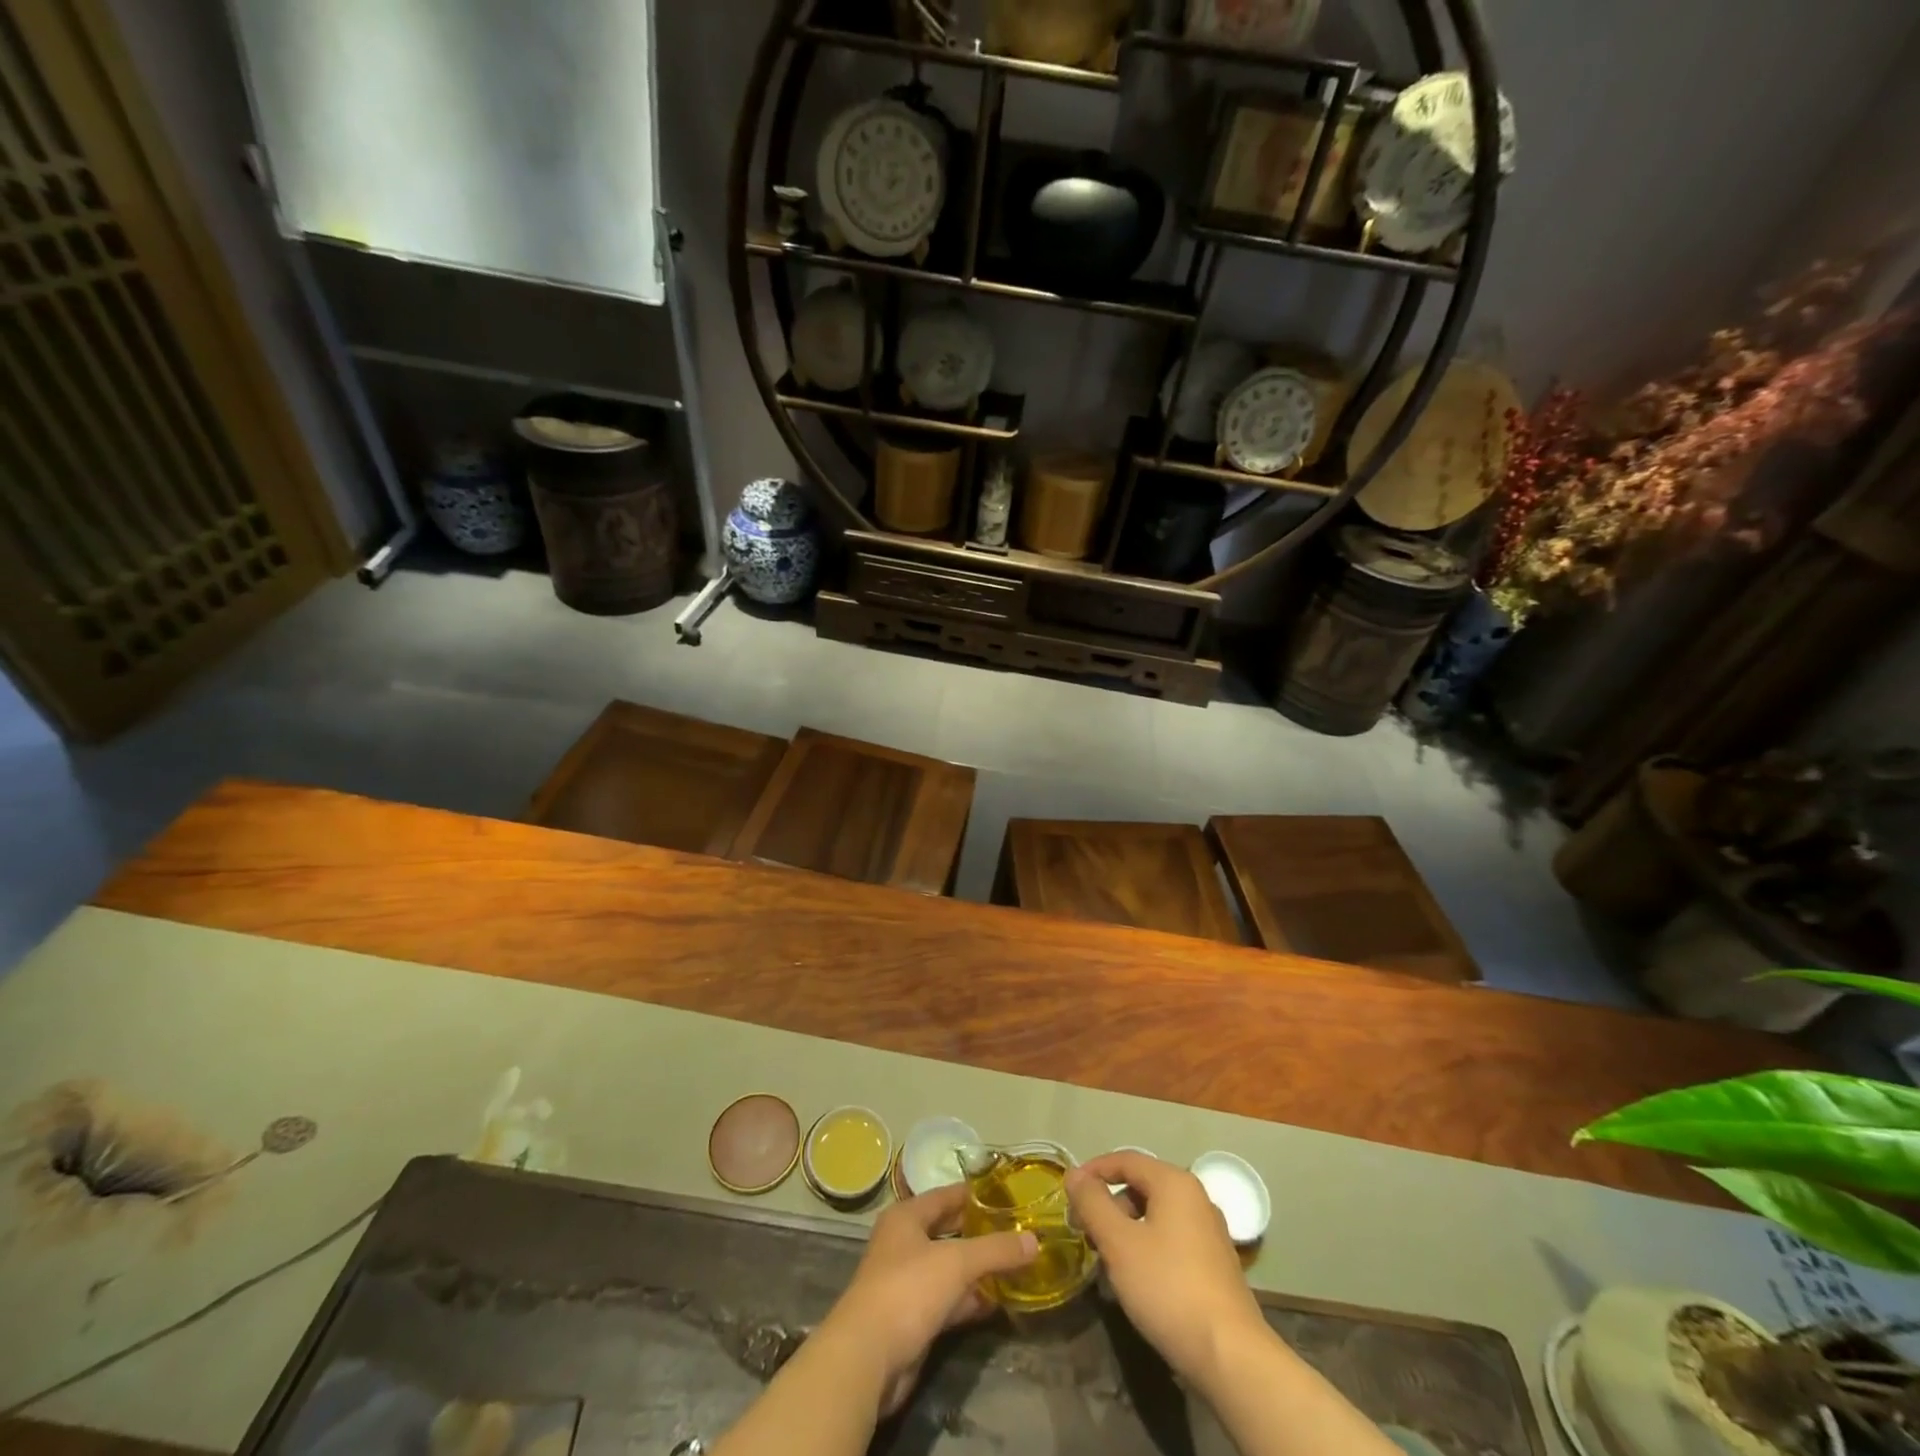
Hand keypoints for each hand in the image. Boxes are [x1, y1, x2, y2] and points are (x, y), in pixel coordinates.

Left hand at [816, 1183, 1037, 1415]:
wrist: (868, 1358)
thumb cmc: (908, 1290)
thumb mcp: (957, 1262)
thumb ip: (996, 1250)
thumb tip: (1034, 1241)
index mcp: (907, 1217)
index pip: (947, 1195)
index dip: (976, 1194)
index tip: (1009, 1194)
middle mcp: (905, 1243)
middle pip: (949, 1231)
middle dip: (981, 1232)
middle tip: (1018, 1231)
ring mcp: (908, 1282)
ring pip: (950, 1268)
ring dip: (979, 1269)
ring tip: (1017, 1265)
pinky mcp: (913, 1318)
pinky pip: (948, 1300)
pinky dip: (970, 1299)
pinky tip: (998, 1301)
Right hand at [1066, 1152, 1265, 1386]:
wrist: (1231, 1356)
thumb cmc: (1168, 1288)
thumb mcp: (1119, 1243)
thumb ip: (1093, 1203)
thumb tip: (1074, 1174)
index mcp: (1174, 1183)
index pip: (1125, 1160)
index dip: (1093, 1171)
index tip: (1068, 1193)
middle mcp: (1196, 1197)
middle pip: (1141, 1185)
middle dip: (1109, 1204)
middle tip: (1084, 1231)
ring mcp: (1210, 1231)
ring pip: (1156, 1215)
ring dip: (1126, 1228)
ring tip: (1107, 1259)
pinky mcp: (1215, 1263)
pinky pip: (1172, 1238)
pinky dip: (1148, 1246)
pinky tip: (1137, 1278)